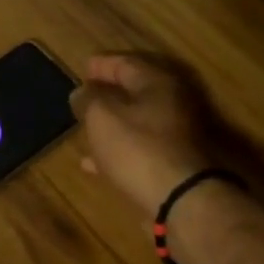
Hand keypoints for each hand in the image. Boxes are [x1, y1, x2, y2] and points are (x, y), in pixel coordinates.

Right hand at [71, 53, 221, 220]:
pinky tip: (93, 163)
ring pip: (136, 122)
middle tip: (85, 95)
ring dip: (111, 124)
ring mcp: (175, 136)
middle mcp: (172, 104)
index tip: (83, 67)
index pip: (126, 63)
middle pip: (135, 92)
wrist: (181, 200)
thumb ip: (88, 99)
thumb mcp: (101, 116)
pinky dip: (117, 151)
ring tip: (84, 128)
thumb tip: (82, 92)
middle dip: (108, 93)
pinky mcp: (172, 164)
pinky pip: (139, 149)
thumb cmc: (138, 148)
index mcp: (157, 83)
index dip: (102, 64)